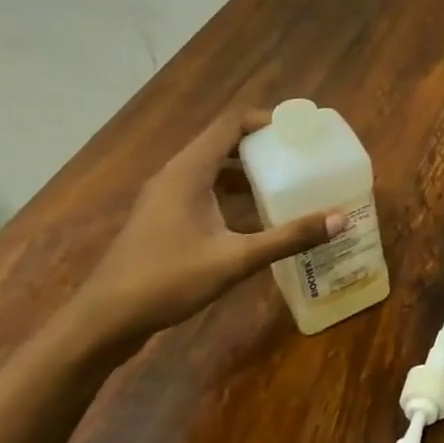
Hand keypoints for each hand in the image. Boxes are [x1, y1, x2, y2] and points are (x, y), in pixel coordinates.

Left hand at [62, 108, 344, 356]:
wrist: (103, 322)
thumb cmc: (166, 281)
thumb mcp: (234, 260)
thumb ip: (288, 237)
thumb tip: (340, 219)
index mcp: (189, 172)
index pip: (231, 123)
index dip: (268, 120)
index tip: (302, 130)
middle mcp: (177, 175)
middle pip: (226, 142)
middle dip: (266, 145)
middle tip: (304, 155)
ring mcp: (167, 198)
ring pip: (216, 168)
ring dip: (251, 170)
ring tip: (290, 180)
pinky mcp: (166, 218)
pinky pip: (207, 189)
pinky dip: (235, 193)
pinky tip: (260, 215)